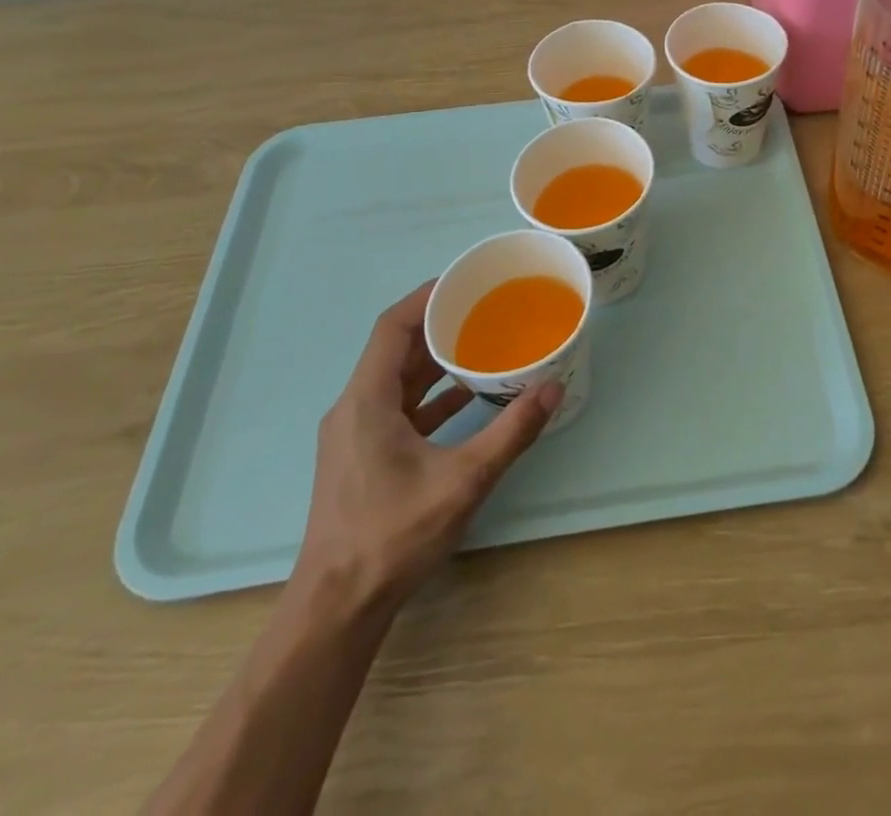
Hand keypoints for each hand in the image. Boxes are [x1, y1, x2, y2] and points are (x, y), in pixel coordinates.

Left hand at [293, 282, 560, 619]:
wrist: (338, 608)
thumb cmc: (394, 535)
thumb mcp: (464, 480)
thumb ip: (511, 432)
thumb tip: (552, 388)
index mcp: (366, 401)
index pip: (392, 327)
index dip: (426, 297)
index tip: (464, 281)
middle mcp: (354, 408)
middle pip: (395, 349)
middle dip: (438, 325)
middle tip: (484, 308)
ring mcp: (355, 435)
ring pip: (396, 380)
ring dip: (435, 361)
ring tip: (481, 344)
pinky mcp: (362, 457)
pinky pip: (398, 408)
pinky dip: (430, 395)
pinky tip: (466, 398)